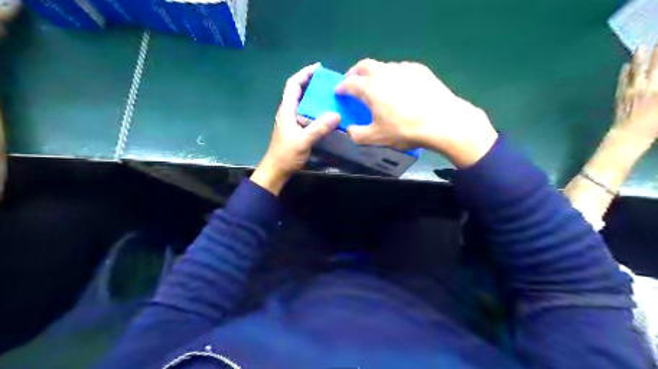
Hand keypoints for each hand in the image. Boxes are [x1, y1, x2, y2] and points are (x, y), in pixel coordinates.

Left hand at [253, 63, 341, 196]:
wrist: (277, 170)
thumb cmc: (286, 154)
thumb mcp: (303, 141)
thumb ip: (319, 128)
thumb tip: (337, 114)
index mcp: (287, 110)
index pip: (293, 85)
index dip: (304, 73)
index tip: (319, 68)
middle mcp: (288, 112)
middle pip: (299, 91)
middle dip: (312, 82)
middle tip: (330, 82)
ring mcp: (292, 121)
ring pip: (304, 102)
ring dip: (315, 96)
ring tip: (331, 95)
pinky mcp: (296, 129)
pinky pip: (307, 113)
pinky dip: (317, 109)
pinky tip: (327, 114)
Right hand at [336, 59, 495, 167]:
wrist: (442, 121)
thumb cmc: (405, 130)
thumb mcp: (376, 138)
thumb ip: (357, 134)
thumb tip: (350, 129)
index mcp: (370, 87)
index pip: (349, 83)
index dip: (341, 87)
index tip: (339, 92)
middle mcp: (384, 72)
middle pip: (364, 65)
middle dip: (355, 72)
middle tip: (353, 81)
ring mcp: (403, 68)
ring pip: (383, 66)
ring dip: (375, 73)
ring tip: (378, 86)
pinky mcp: (420, 69)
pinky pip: (401, 69)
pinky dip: (394, 76)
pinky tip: (401, 87)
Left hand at [615, 44, 657, 147]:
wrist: (629, 134)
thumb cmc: (655, 123)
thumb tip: (656, 81)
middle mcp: (647, 86)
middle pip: (653, 65)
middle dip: (657, 51)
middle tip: (657, 40)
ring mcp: (631, 91)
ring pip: (636, 71)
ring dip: (639, 58)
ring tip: (640, 47)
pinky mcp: (621, 97)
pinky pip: (622, 81)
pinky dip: (624, 73)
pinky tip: (625, 66)